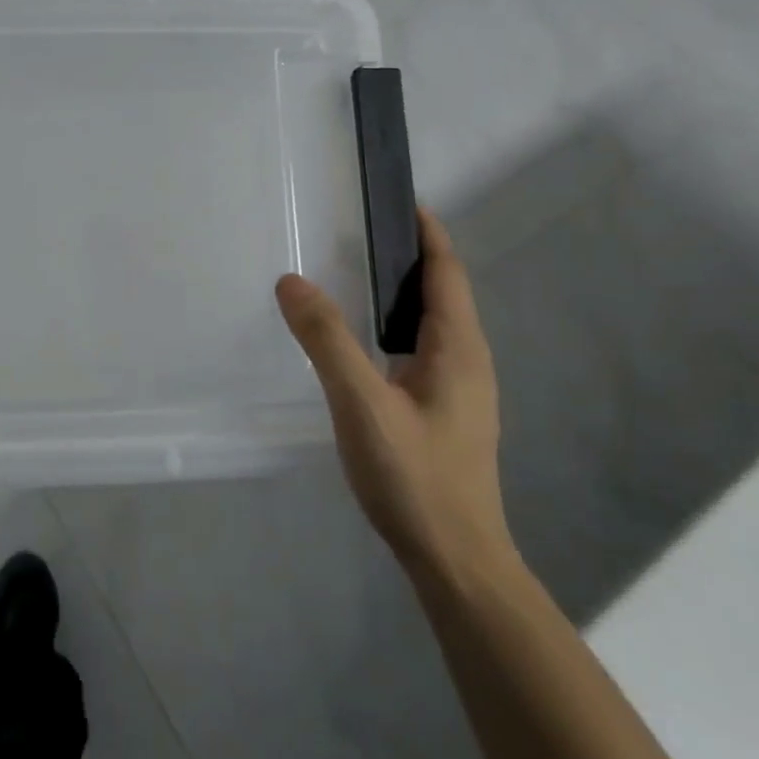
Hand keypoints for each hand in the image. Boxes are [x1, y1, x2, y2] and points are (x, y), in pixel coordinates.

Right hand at [276, 210, 515, 581]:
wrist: (455, 560)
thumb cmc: (415, 477)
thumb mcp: (362, 404)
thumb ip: (327, 340)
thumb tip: (291, 280)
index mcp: (458, 348)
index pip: (446, 271)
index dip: (427, 232)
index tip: (397, 199)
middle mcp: (466, 360)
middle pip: (441, 292)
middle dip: (408, 255)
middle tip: (356, 229)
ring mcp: (459, 389)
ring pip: (430, 322)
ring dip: (400, 291)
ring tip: (353, 273)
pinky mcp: (444, 412)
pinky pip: (420, 348)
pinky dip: (393, 325)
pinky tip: (362, 340)